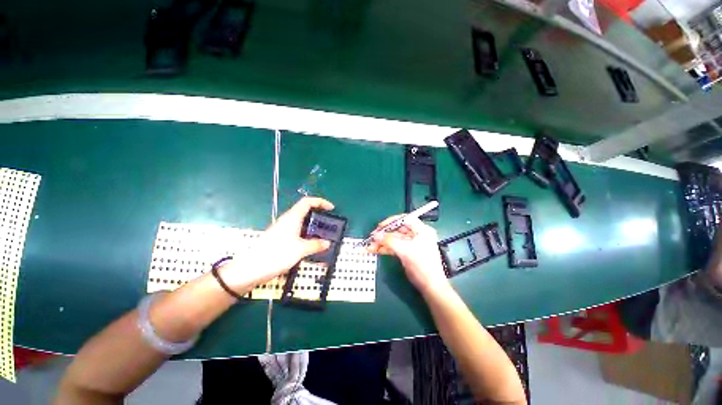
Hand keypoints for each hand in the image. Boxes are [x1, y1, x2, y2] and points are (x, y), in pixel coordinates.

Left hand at [258, 197, 334, 279]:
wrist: (251, 269)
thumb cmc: (276, 254)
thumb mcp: (300, 250)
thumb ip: (316, 245)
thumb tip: (327, 243)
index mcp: (292, 217)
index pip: (308, 202)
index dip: (320, 202)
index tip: (331, 208)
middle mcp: (287, 221)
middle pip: (305, 211)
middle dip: (318, 215)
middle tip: (329, 224)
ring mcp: (283, 230)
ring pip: (302, 224)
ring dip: (313, 228)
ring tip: (323, 236)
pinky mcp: (280, 239)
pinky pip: (297, 233)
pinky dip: (307, 236)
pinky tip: (311, 247)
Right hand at [367, 215, 450, 295]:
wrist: (430, 287)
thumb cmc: (422, 266)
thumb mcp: (405, 251)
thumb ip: (389, 241)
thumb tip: (376, 235)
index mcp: (422, 230)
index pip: (405, 219)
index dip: (392, 221)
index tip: (380, 226)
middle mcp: (417, 235)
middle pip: (398, 230)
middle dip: (384, 234)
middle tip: (372, 237)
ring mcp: (412, 244)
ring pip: (395, 239)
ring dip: (383, 242)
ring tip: (370, 246)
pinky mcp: (408, 252)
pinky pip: (395, 247)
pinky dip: (386, 248)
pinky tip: (376, 250)